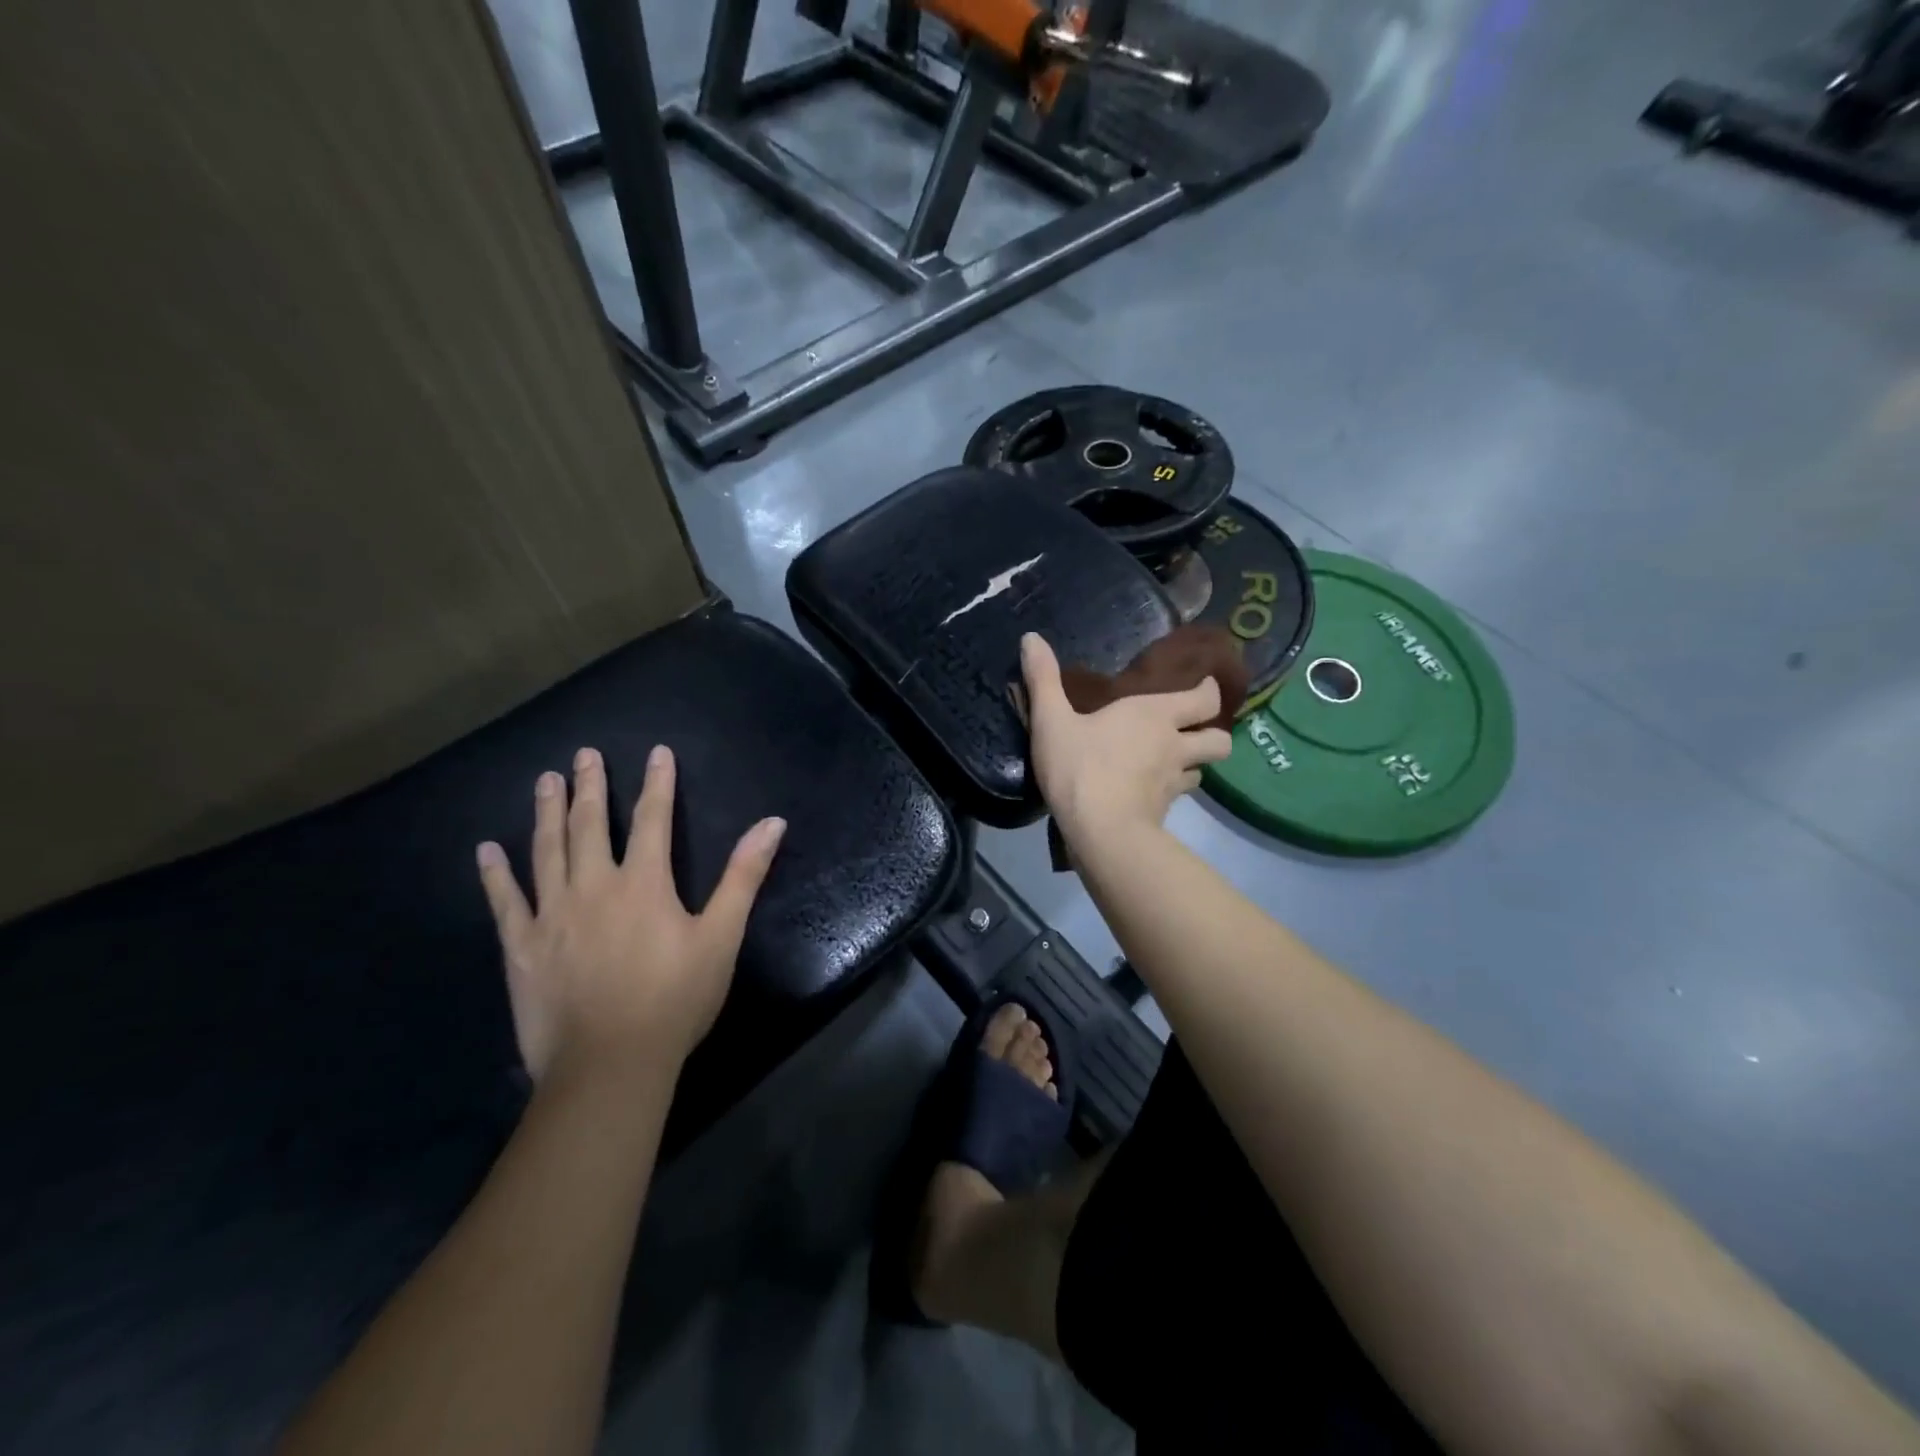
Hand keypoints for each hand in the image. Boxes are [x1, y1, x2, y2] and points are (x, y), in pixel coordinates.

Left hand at [475, 745, 785, 1086]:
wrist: (609, 1064)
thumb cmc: (675, 999)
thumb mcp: (721, 936)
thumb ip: (743, 876)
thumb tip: (772, 823)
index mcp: (644, 883)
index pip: (653, 819)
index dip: (657, 784)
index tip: (656, 752)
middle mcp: (594, 887)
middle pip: (591, 825)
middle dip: (591, 787)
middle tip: (583, 754)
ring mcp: (551, 915)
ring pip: (547, 851)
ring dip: (547, 813)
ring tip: (544, 781)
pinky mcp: (522, 947)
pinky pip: (504, 902)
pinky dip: (495, 874)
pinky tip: (486, 850)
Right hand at [1020, 633, 1231, 847]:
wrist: (1100, 832)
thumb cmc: (1079, 768)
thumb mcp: (1051, 720)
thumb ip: (1042, 679)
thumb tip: (1030, 637)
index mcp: (1155, 714)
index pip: (1205, 698)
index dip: (1209, 691)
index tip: (1203, 686)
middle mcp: (1174, 745)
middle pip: (1220, 739)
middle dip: (1213, 732)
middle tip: (1193, 729)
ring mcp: (1174, 782)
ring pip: (1202, 770)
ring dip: (1193, 764)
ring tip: (1173, 762)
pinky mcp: (1166, 812)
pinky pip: (1179, 796)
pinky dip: (1172, 792)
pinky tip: (1151, 792)